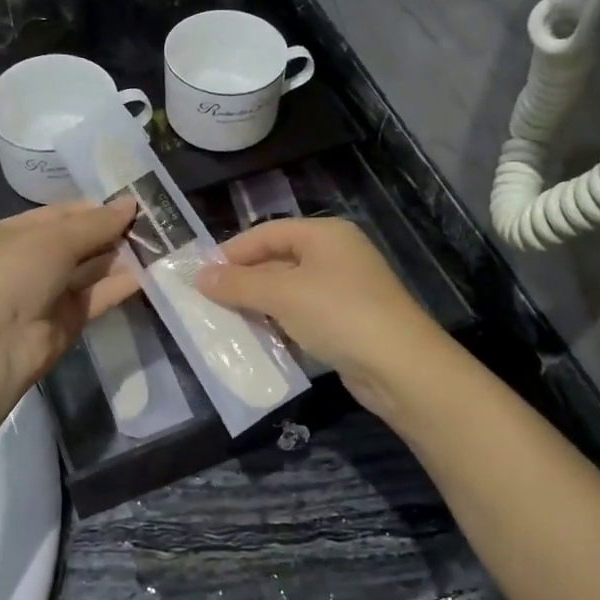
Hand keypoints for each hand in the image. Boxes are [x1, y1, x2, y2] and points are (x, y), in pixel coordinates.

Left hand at [0, 201, 137, 397]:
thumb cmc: (14, 275)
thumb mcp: (53, 239)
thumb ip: (95, 224)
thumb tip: (130, 204)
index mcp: (17, 233)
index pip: (64, 214)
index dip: (97, 208)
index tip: (135, 204)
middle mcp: (34, 260)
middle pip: (81, 241)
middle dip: (114, 232)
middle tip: (156, 222)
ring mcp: (51, 291)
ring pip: (92, 269)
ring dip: (122, 257)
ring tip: (161, 242)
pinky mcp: (69, 319)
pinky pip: (99, 296)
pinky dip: (121, 285)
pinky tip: (151, 272)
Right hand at [194, 218, 449, 415]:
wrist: (400, 367)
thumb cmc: (339, 314)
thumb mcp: (282, 295)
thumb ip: (239, 284)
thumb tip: (199, 277)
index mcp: (325, 234)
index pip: (267, 232)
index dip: (233, 251)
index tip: (201, 275)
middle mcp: (336, 255)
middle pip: (277, 260)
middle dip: (244, 281)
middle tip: (208, 302)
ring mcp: (344, 289)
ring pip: (289, 291)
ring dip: (258, 306)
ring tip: (225, 323)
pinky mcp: (347, 321)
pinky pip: (303, 315)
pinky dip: (280, 324)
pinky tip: (258, 341)